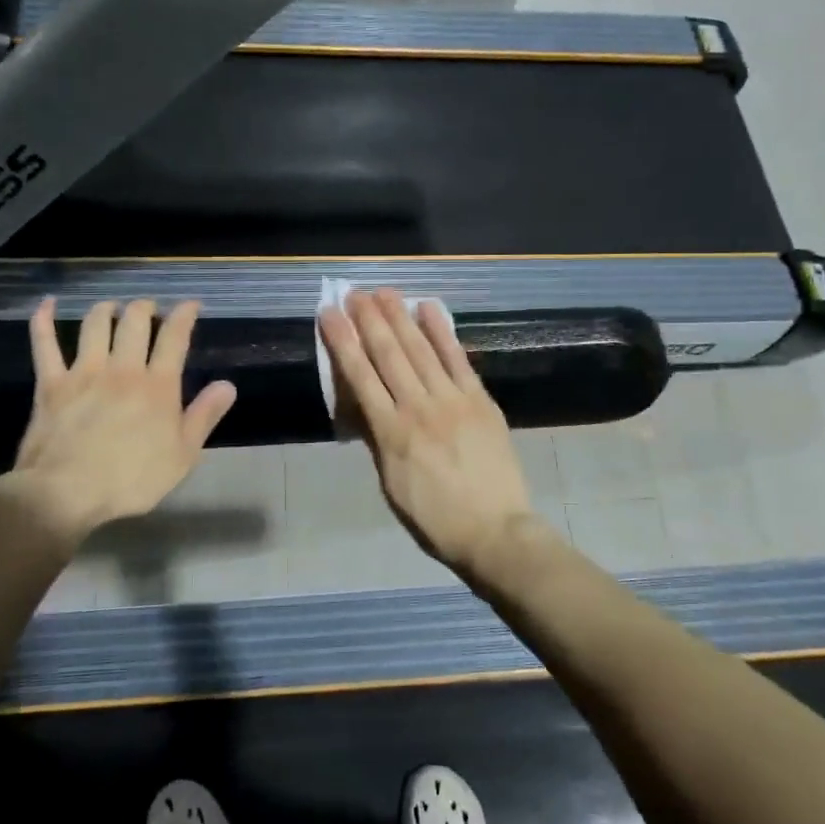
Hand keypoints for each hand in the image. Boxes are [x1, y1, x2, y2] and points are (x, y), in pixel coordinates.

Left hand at [0, 298, 236, 545]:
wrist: (66, 493)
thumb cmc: (131, 480)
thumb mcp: (183, 455)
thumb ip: (205, 416)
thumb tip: (227, 385)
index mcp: (158, 386)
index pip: (174, 337)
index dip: (184, 315)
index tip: (191, 304)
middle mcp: (123, 368)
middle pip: (135, 321)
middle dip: (145, 308)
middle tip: (150, 309)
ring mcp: (84, 372)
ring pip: (95, 325)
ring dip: (106, 309)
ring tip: (112, 308)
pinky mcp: (51, 383)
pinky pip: (45, 344)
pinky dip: (44, 321)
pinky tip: (48, 304)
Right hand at [319, 289, 535, 572]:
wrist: (495, 531)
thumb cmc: (435, 518)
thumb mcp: (391, 486)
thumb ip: (378, 441)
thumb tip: (363, 407)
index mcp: (391, 433)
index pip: (360, 376)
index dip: (343, 342)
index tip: (329, 314)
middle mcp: (418, 408)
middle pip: (388, 355)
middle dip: (368, 320)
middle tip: (354, 293)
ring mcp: (452, 401)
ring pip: (420, 350)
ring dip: (400, 317)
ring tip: (384, 292)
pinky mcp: (479, 400)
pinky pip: (458, 359)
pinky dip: (442, 332)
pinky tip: (429, 308)